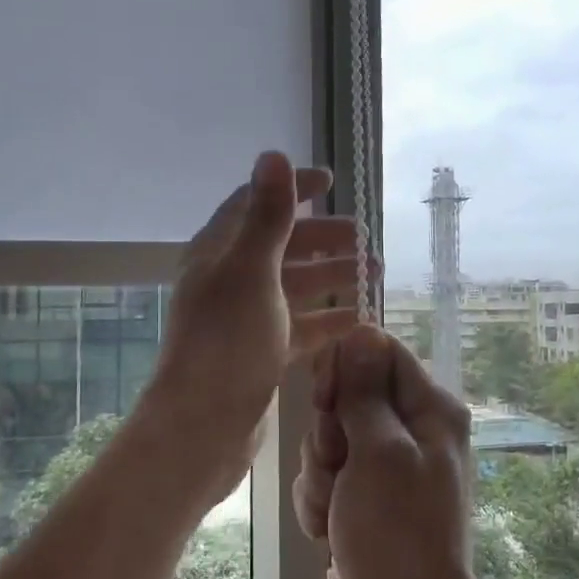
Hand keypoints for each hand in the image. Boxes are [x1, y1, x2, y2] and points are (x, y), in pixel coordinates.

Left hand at [145, 151, 366, 495]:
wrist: (204, 426)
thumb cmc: (227, 342)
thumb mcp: (252, 271)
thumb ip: (268, 215)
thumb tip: (274, 152)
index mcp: (219, 252)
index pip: (256, 204)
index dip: (292, 189)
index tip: (331, 181)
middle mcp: (230, 279)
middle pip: (282, 245)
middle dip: (323, 237)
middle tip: (365, 238)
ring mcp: (246, 318)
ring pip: (295, 286)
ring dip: (333, 275)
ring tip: (375, 272)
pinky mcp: (261, 353)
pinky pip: (301, 326)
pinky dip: (329, 318)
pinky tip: (360, 317)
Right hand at [293, 325, 487, 578]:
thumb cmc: (397, 533)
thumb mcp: (379, 452)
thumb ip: (366, 390)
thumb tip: (362, 330)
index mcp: (429, 408)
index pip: (377, 350)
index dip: (344, 369)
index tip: (329, 402)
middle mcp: (410, 429)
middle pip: (348, 393)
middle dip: (328, 431)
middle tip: (337, 464)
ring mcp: (385, 465)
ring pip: (329, 438)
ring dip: (319, 473)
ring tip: (335, 508)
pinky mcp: (363, 496)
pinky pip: (326, 476)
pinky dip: (320, 500)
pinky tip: (328, 530)